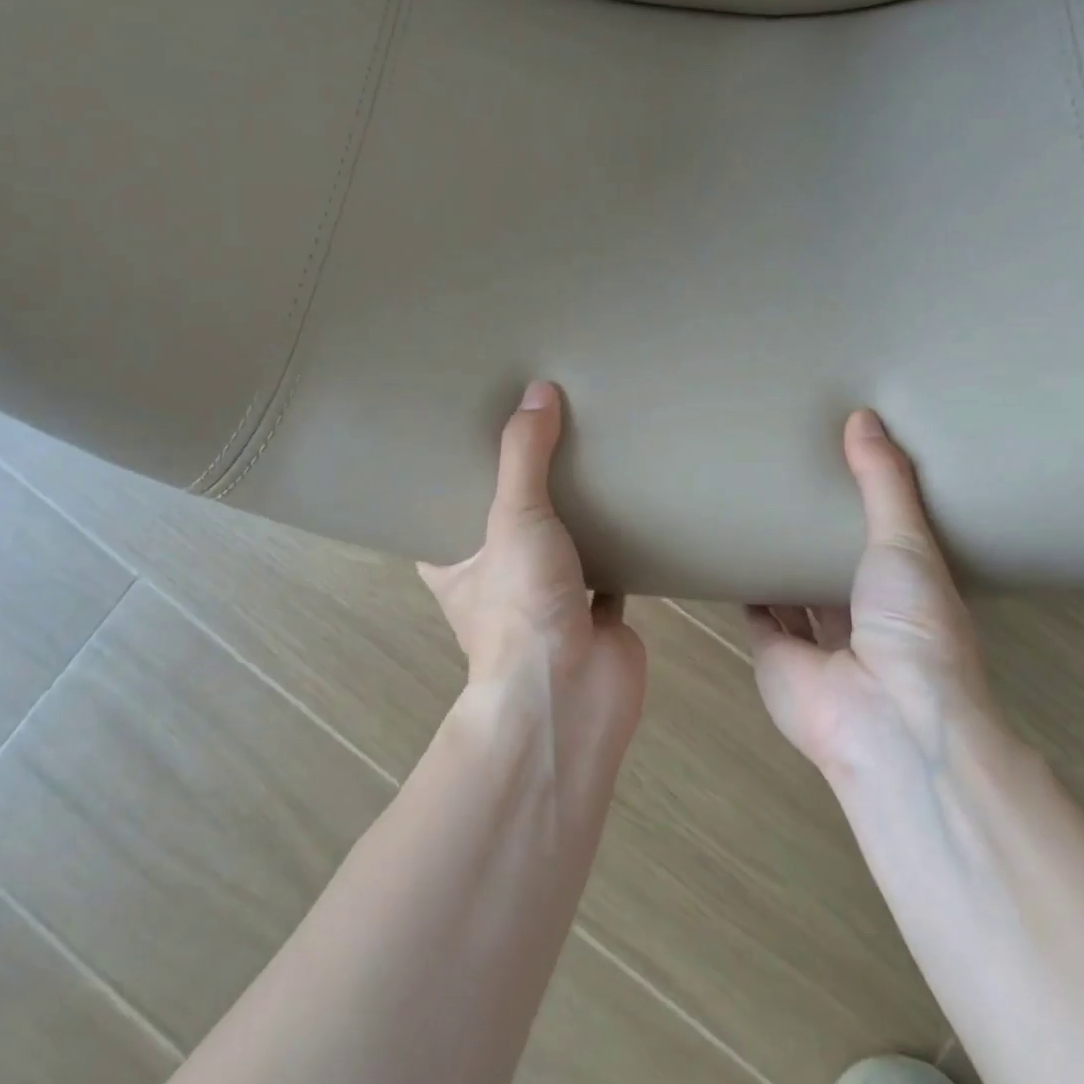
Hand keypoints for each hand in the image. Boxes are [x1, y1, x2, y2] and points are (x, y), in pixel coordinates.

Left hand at [419, 382, 645, 722]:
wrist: (574, 692)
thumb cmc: (520, 606)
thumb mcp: (513, 517)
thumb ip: (524, 455)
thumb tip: (538, 390)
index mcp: (458, 563)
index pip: (445, 511)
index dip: (455, 476)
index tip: (471, 434)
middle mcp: (499, 581)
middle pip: (510, 523)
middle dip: (525, 487)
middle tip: (540, 431)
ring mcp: (550, 599)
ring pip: (563, 545)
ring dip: (576, 514)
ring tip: (590, 455)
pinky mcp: (597, 612)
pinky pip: (611, 566)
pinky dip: (623, 542)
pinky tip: (637, 502)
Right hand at [747, 409, 1001, 779]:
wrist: (884, 716)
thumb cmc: (912, 626)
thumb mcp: (908, 542)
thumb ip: (883, 482)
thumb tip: (863, 417)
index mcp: (906, 592)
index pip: (885, 541)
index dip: (865, 508)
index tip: (840, 465)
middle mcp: (863, 617)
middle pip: (832, 567)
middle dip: (813, 533)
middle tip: (785, 479)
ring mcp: (817, 641)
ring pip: (792, 591)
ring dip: (776, 560)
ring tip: (750, 508)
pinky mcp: (774, 655)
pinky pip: (756, 614)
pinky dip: (743, 588)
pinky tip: (725, 551)